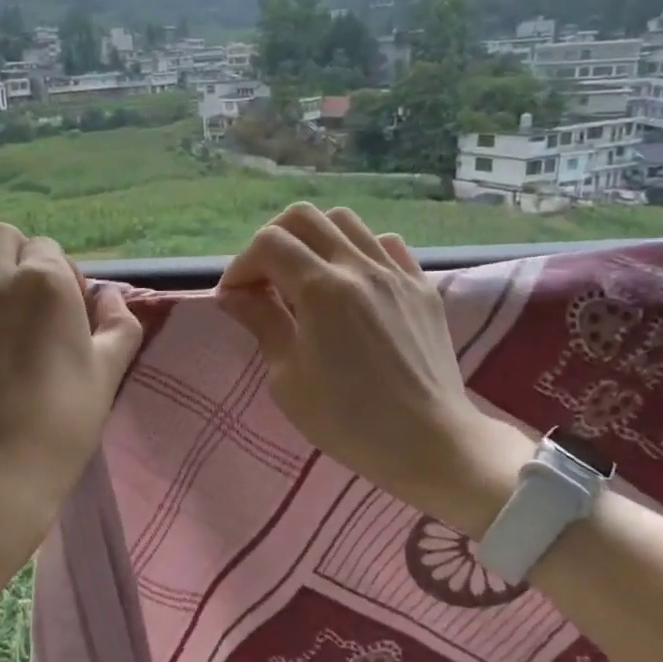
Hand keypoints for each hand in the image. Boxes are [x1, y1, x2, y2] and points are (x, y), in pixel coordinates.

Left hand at [0, 224, 143, 581]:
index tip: (65, 315)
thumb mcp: (108, 374)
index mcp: (45, 282)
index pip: (50, 250)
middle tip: (27, 303)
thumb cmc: (60, 423)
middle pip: (2, 237)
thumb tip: (111, 298)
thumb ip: (120, 324)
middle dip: (18, 259)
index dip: (62, 278)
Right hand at [217, 203, 527, 532]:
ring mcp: (396, 272)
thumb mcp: (288, 378)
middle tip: (263, 280)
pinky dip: (358, 251)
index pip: (268, 244)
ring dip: (314, 240)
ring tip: (305, 277)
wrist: (429, 442)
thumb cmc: (348, 420)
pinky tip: (352, 284)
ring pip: (346, 222)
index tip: (234, 299)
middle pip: (304, 218)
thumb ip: (261, 323)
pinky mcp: (422, 286)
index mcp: (322, 289)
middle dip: (272, 241)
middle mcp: (359, 266)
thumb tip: (233, 294)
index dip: (240, 266)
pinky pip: (385, 244)